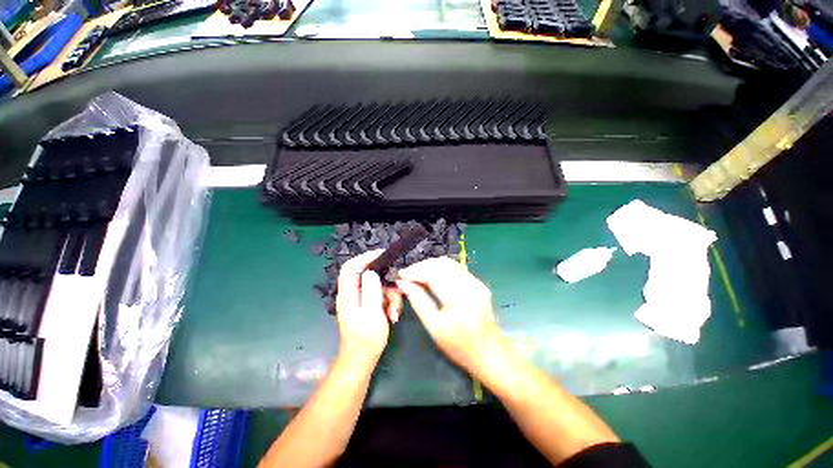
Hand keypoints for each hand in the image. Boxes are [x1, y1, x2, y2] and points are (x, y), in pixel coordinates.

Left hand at [336, 250, 401, 361]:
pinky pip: (381, 295)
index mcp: (348, 294)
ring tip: (395, 310)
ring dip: (390, 295)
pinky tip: (393, 314)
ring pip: (378, 285)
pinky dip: (389, 301)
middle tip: (398, 290)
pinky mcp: (368, 304)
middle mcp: (352, 293)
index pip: (351, 267)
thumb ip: (371, 292)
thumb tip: (371, 272)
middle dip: (386, 282)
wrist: (362, 360)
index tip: (382, 255)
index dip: (364, 257)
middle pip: (368, 275)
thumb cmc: (366, 340)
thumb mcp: (372, 315)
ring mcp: (360, 299)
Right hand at [395, 257, 505, 374]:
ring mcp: (476, 282)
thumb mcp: (434, 327)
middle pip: (441, 265)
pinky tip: (432, 276)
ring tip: (417, 274)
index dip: (415, 271)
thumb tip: (403, 284)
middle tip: (407, 274)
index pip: (433, 274)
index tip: (400, 274)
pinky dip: (441, 268)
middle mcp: (470, 285)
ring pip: (449, 263)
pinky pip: (456, 268)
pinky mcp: (478, 282)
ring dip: (430, 266)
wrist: (490, 353)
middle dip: (421, 266)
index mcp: (459, 298)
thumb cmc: (459, 346)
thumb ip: (418, 301)